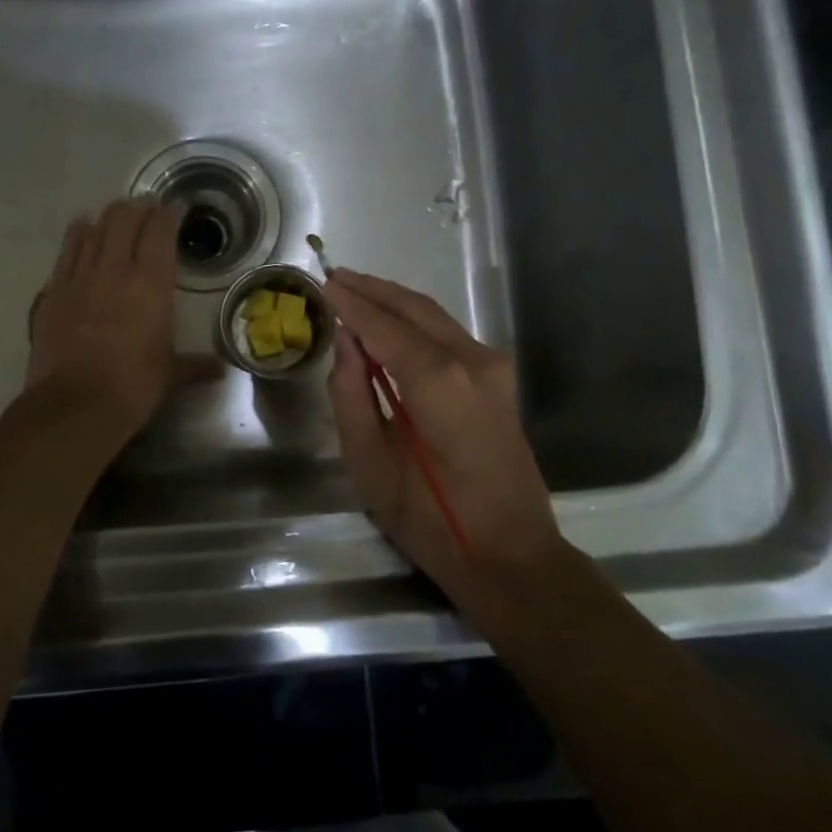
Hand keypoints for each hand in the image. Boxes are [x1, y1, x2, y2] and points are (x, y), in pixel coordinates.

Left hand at [26, 199, 218, 435]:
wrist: (75, 404)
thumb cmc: (133, 387)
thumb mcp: (170, 375)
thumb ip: (194, 366)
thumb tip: (220, 371)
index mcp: (150, 283)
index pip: (160, 230)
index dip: (169, 214)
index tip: (175, 210)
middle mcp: (113, 269)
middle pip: (122, 218)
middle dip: (137, 209)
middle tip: (146, 214)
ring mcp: (78, 277)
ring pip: (91, 229)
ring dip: (106, 220)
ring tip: (115, 221)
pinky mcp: (53, 292)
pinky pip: (66, 252)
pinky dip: (77, 237)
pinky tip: (81, 234)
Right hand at [324, 268, 565, 616]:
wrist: (511, 555)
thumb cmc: (430, 519)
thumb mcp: (370, 463)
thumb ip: (351, 395)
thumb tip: (343, 343)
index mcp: (437, 381)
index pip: (382, 326)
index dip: (349, 303)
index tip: (319, 282)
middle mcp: (471, 360)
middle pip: (413, 308)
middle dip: (371, 290)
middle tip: (333, 276)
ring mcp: (491, 368)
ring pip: (434, 316)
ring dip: (393, 301)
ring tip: (354, 291)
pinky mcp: (497, 380)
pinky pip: (448, 334)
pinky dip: (414, 321)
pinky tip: (389, 323)